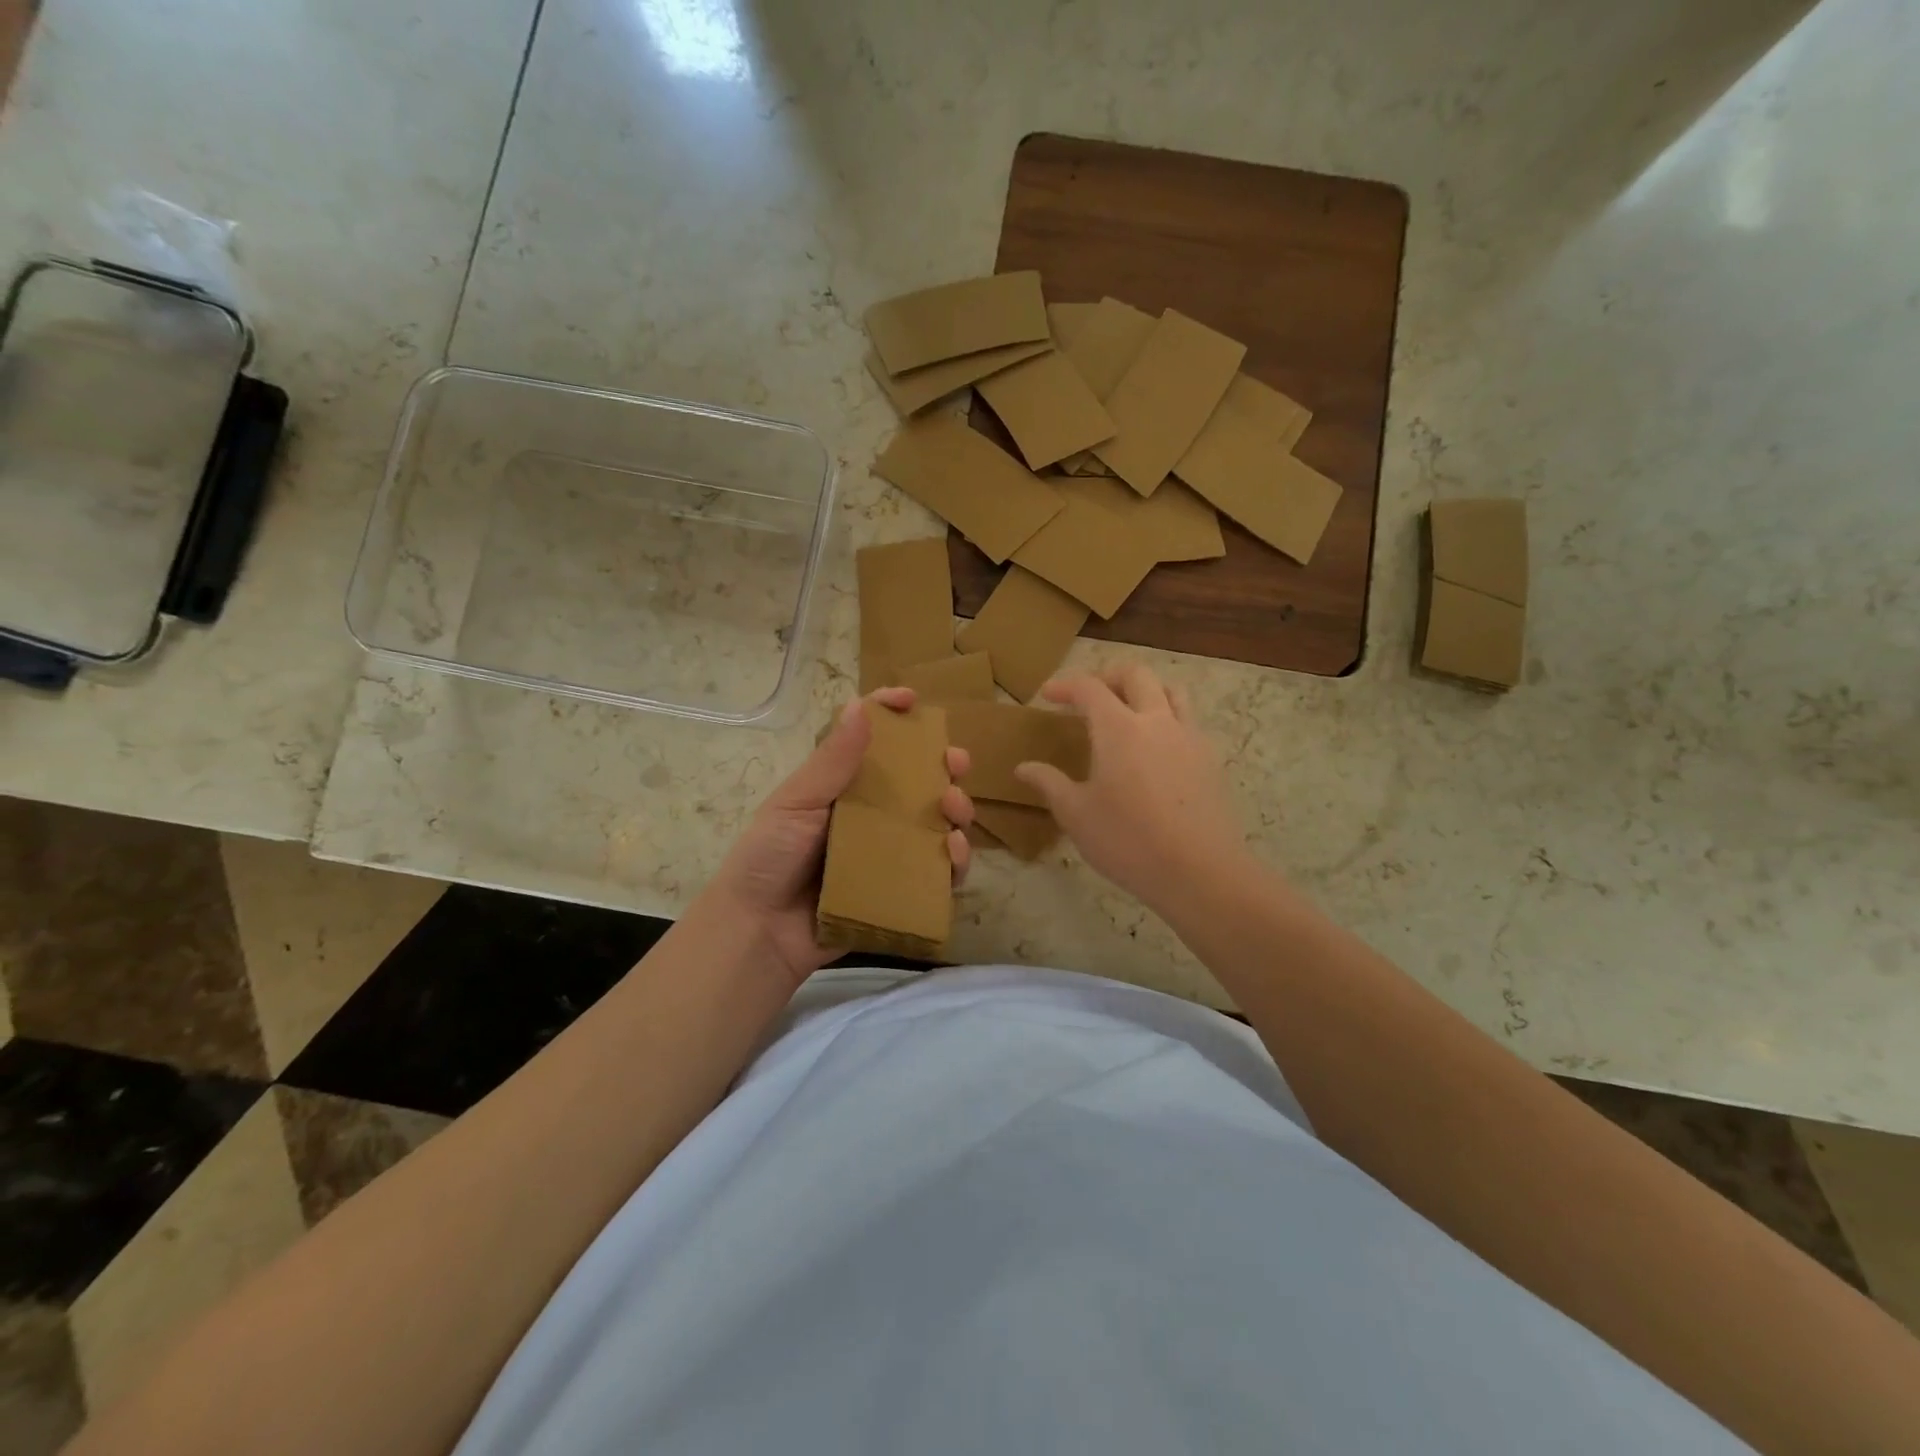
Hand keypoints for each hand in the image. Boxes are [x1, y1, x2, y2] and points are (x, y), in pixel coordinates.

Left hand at [705, 687, 972, 987]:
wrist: (759, 931)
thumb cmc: (768, 858)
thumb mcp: (796, 802)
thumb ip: (831, 761)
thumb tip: (860, 706)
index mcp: (843, 786)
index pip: (872, 741)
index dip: (892, 715)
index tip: (913, 701)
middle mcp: (871, 814)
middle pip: (919, 781)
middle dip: (944, 766)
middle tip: (957, 763)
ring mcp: (889, 852)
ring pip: (937, 823)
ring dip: (957, 809)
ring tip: (956, 809)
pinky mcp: (900, 890)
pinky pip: (937, 872)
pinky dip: (955, 860)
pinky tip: (954, 853)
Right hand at [1013, 664, 1253, 917]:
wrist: (1199, 871)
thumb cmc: (1127, 841)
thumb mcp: (1076, 815)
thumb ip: (1049, 783)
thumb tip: (1023, 767)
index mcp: (1119, 728)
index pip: (1090, 688)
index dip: (1066, 686)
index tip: (1048, 695)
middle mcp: (1157, 721)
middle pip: (1136, 675)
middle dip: (1108, 676)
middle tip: (1089, 694)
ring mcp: (1189, 737)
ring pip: (1171, 692)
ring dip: (1145, 690)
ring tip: (1127, 712)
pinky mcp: (1210, 760)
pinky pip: (1188, 722)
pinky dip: (1167, 719)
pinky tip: (1156, 750)